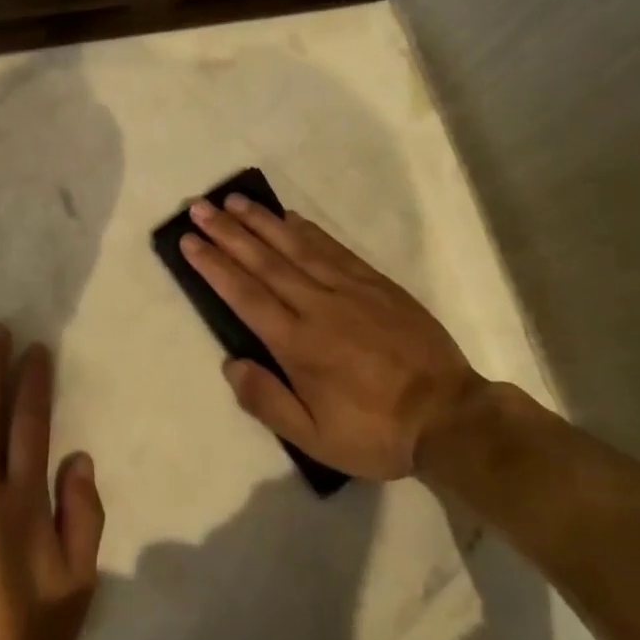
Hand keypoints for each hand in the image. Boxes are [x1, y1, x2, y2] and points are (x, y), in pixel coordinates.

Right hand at [181, 194, 482, 479]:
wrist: (450, 417)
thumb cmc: (375, 431)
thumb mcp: (315, 438)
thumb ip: (268, 401)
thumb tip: (231, 363)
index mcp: (298, 344)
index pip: (245, 294)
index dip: (214, 265)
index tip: (189, 241)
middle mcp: (317, 306)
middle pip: (264, 261)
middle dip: (228, 232)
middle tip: (200, 208)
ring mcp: (349, 290)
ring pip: (296, 247)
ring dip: (262, 221)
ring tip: (234, 201)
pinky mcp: (376, 284)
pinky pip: (334, 249)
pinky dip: (308, 230)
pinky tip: (290, 217)